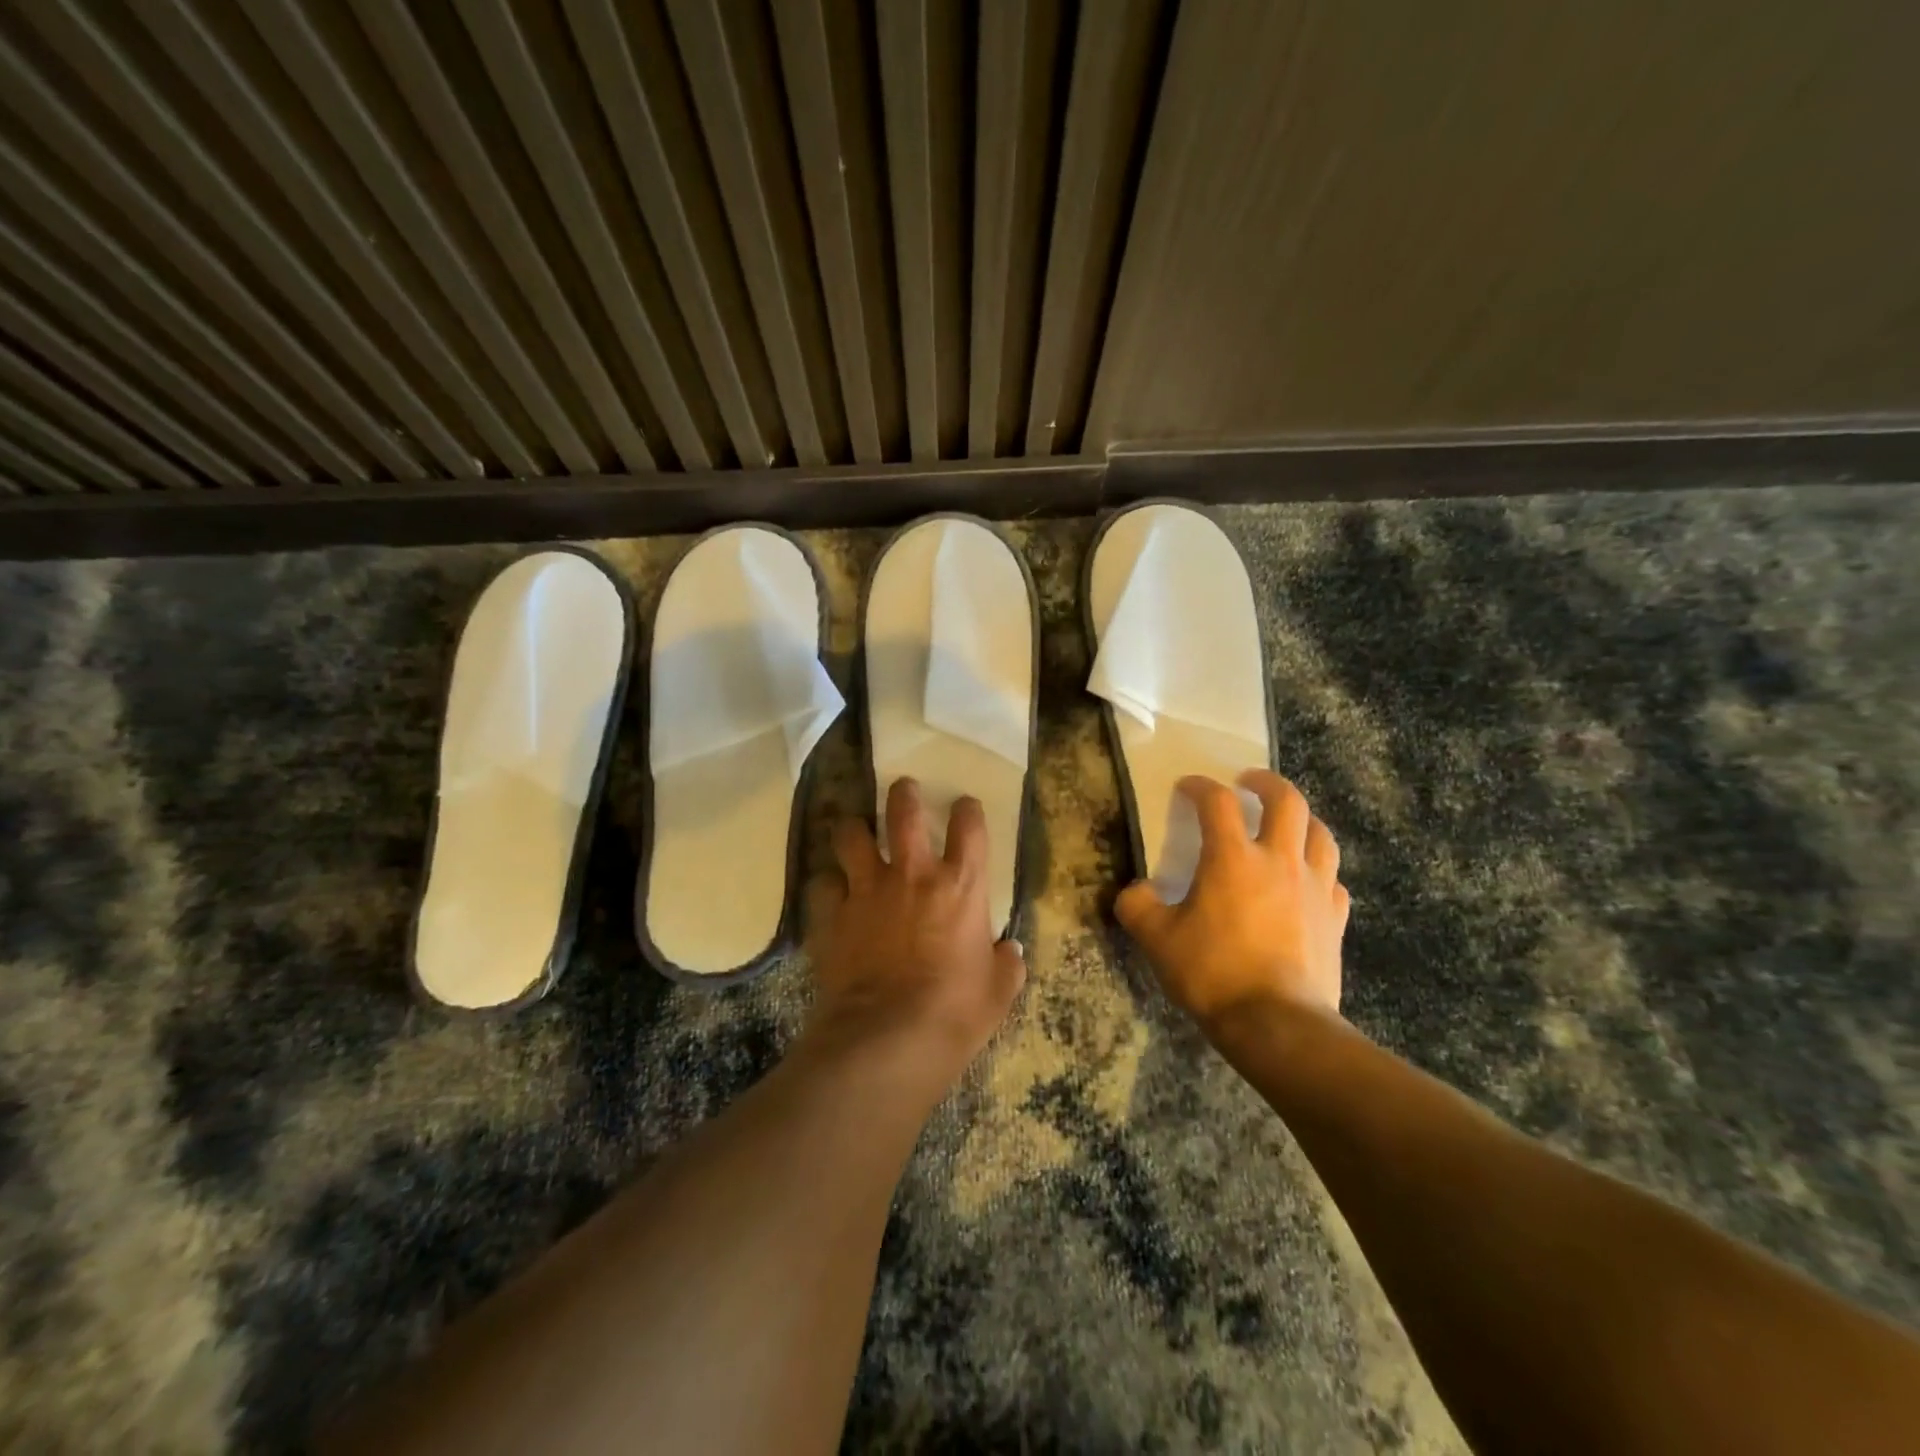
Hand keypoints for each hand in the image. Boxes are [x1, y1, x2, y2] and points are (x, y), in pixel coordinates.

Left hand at [803, 778, 1026, 1091]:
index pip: (969, 826)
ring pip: (851, 836)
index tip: (965, 807)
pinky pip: (823, 884)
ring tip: (855, 831)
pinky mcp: (832, 915)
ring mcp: (867, 890)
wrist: (887, 1038)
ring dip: (854, 829)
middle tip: (903, 790)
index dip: (968, 810)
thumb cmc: (954, 1013)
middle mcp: (912, 874)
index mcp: (961, 886)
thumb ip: (1006, 964)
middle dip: (904, 794)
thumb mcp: (999, 992)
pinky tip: (832, 894)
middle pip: (903, 812)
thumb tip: (1008, 951)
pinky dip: (828, 885)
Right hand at [1116, 771, 1349, 1028]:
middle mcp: (1280, 861)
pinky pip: (1333, 880)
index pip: (1217, 802)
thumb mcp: (1156, 939)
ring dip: (1302, 819)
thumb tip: (1136, 891)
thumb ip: (1138, 906)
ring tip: (1286, 824)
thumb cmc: (1213, 973)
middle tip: (1249, 782)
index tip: (1187, 787)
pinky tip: (1308, 881)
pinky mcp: (1336, 919)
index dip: (1200, 786)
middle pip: (1287, 800)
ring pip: (1320, 834)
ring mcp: (1316, 888)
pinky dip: (1320, 870)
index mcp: (1233, 858)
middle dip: (1267, 782)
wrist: (1277, 1024)